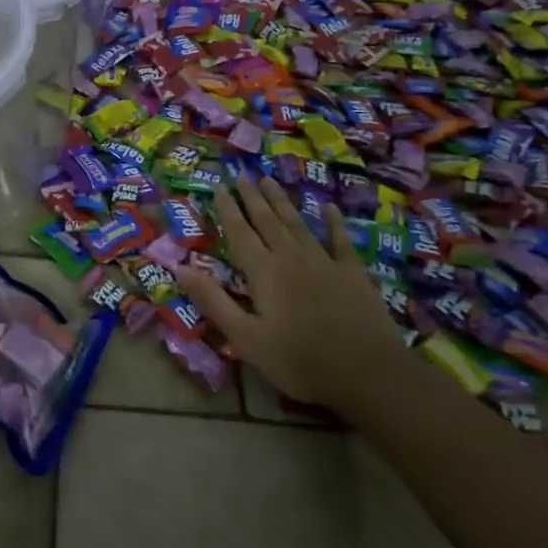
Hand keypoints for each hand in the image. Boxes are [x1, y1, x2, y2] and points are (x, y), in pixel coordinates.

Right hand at [175, 173, 399, 408]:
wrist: (369, 373)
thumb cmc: (299, 360)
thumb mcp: (246, 338)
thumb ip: (213, 301)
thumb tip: (179, 268)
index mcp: (263, 272)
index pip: (239, 232)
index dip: (227, 209)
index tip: (218, 186)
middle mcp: (291, 257)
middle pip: (267, 220)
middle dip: (252, 197)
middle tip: (242, 174)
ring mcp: (324, 262)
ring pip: (297, 223)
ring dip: (282, 201)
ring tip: (270, 180)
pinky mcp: (353, 273)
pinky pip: (339, 240)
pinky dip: (333, 222)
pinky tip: (328, 207)